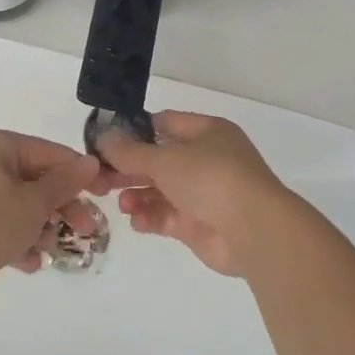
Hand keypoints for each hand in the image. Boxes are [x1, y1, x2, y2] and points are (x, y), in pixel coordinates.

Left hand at [0, 129, 104, 282]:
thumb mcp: (34, 203)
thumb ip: (65, 182)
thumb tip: (91, 162)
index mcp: (0, 144)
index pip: (52, 154)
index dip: (81, 175)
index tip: (106, 195)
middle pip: (37, 180)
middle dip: (62, 209)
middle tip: (87, 232)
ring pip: (20, 204)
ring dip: (40, 228)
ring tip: (50, 252)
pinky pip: (0, 222)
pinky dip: (16, 239)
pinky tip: (28, 264)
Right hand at [99, 111, 293, 277]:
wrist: (253, 231)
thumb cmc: (211, 178)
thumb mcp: (165, 158)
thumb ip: (130, 151)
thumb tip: (102, 137)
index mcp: (206, 132)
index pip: (164, 123)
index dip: (134, 131)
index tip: (105, 142)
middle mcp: (206, 159)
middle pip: (159, 160)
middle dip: (129, 169)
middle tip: (100, 179)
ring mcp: (204, 193)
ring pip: (161, 190)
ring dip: (138, 195)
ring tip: (121, 204)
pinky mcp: (200, 225)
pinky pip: (168, 216)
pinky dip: (150, 217)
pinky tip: (136, 221)